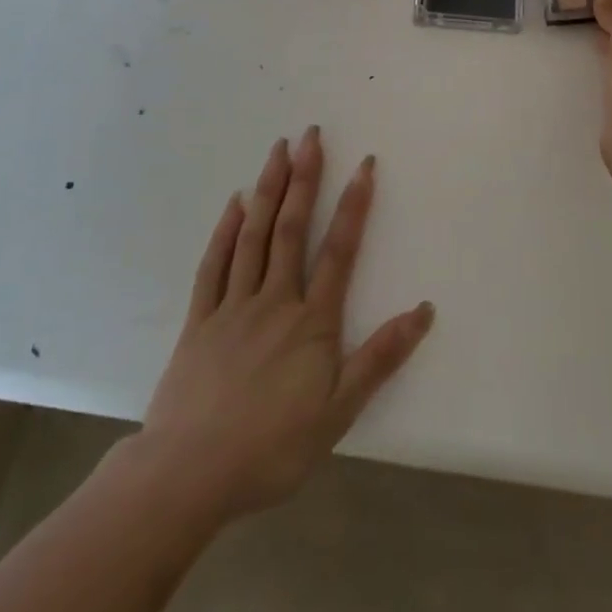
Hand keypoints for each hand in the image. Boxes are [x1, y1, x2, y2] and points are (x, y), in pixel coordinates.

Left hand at [131, 128, 433, 525]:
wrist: (187, 476)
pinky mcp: (199, 322)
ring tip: (277, 150)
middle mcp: (274, 301)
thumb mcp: (338, 412)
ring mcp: (232, 307)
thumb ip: (380, 357)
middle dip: (304, 178)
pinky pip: (213, 266)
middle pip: (291, 228)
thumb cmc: (271, 448)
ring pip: (253, 236)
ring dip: (268, 190)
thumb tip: (424, 310)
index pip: (339, 251)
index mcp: (311, 322)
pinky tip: (234, 204)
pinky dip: (226, 231)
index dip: (354, 205)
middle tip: (311, 135)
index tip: (364, 165)